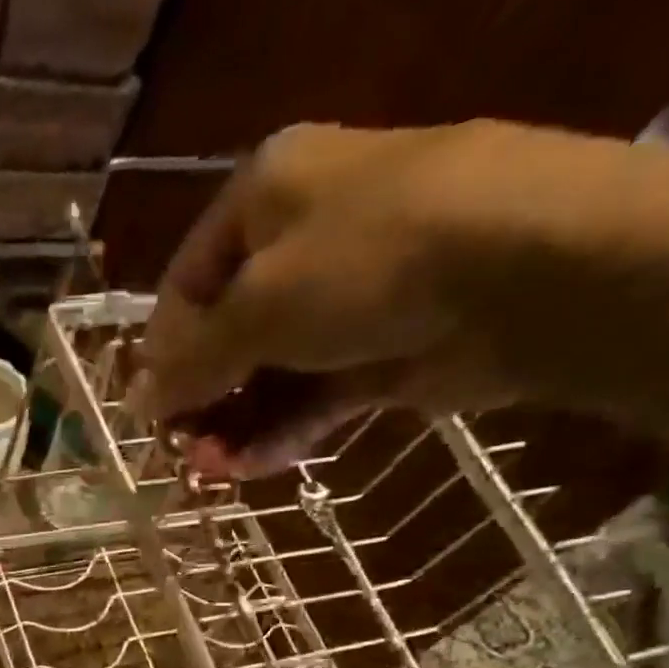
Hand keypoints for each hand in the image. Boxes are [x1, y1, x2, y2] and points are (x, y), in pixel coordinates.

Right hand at [142, 120, 520, 477]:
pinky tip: (250, 468)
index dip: (162, 350)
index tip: (149, 410)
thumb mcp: (255, 307)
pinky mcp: (385, 350)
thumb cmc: (366, 262)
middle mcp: (306, 239)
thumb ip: (191, 361)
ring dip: (235, 425)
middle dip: (202, 398)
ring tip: (211, 473)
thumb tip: (140, 402)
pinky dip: (282, 433)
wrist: (528, 271)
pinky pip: (315, 395)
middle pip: (229, 332)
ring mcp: (350, 297)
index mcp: (267, 194)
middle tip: (179, 450)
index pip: (187, 281)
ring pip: (271, 372)